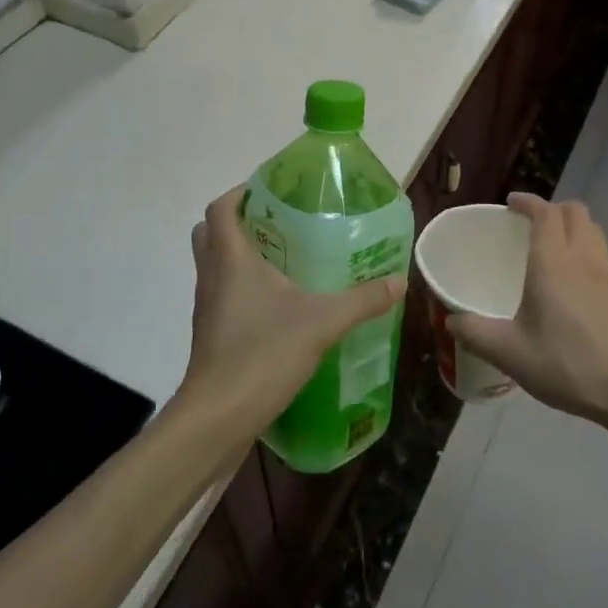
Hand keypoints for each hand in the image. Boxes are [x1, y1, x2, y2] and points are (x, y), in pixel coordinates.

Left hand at [177, 186, 405, 437]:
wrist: (217, 418)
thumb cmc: (262, 354)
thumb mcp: (322, 323)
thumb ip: (362, 300)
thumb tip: (399, 281)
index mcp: (231, 259)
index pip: (221, 207)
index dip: (241, 191)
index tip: (273, 189)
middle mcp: (212, 276)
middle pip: (212, 232)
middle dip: (242, 221)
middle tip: (282, 224)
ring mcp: (208, 307)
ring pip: (216, 265)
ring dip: (243, 256)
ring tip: (288, 260)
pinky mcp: (212, 334)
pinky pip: (224, 295)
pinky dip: (245, 289)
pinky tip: (281, 306)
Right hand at [449, 193, 607, 426]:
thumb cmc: (569, 364)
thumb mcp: (511, 354)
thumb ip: (476, 334)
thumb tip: (451, 320)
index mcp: (554, 263)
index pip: (545, 213)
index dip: (528, 202)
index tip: (511, 204)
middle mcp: (584, 259)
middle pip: (576, 212)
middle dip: (553, 209)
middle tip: (530, 225)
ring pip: (594, 232)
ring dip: (573, 228)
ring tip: (552, 248)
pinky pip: (602, 257)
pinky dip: (586, 253)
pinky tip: (572, 286)